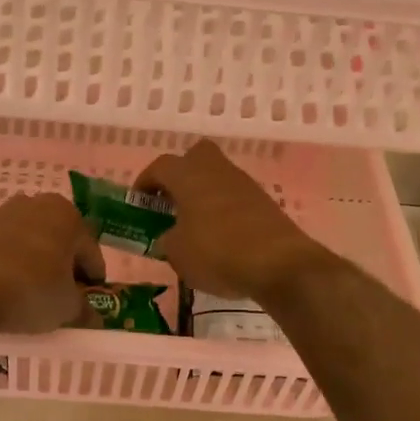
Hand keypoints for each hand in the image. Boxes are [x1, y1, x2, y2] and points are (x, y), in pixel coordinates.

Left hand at [0, 193, 105, 334]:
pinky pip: (2, 245)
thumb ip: (85, 310)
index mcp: (67, 216)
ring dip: (35, 259)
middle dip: (63, 264)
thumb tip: (94, 317)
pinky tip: (4, 284)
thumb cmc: (31, 292)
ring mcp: (1, 212)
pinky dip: (8, 261)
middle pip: (59, 239)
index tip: (90, 300)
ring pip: (29, 239)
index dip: (93, 279)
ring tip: (30, 290)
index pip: (90, 252)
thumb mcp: (68, 308)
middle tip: (61, 294)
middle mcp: (36, 203)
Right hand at [135, 141, 331, 301]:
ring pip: (217, 177)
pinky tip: (220, 237)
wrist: (280, 264)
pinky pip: (235, 197)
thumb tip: (171, 236)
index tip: (139, 202)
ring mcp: (244, 184)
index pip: (160, 166)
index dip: (145, 182)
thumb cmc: (217, 253)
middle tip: (170, 202)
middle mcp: (217, 171)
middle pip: (195, 156)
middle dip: (180, 174)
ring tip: (194, 225)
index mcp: (189, 175)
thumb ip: (167, 240)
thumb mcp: (177, 254)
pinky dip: (223, 210)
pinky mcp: (264, 203)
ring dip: (203, 194)